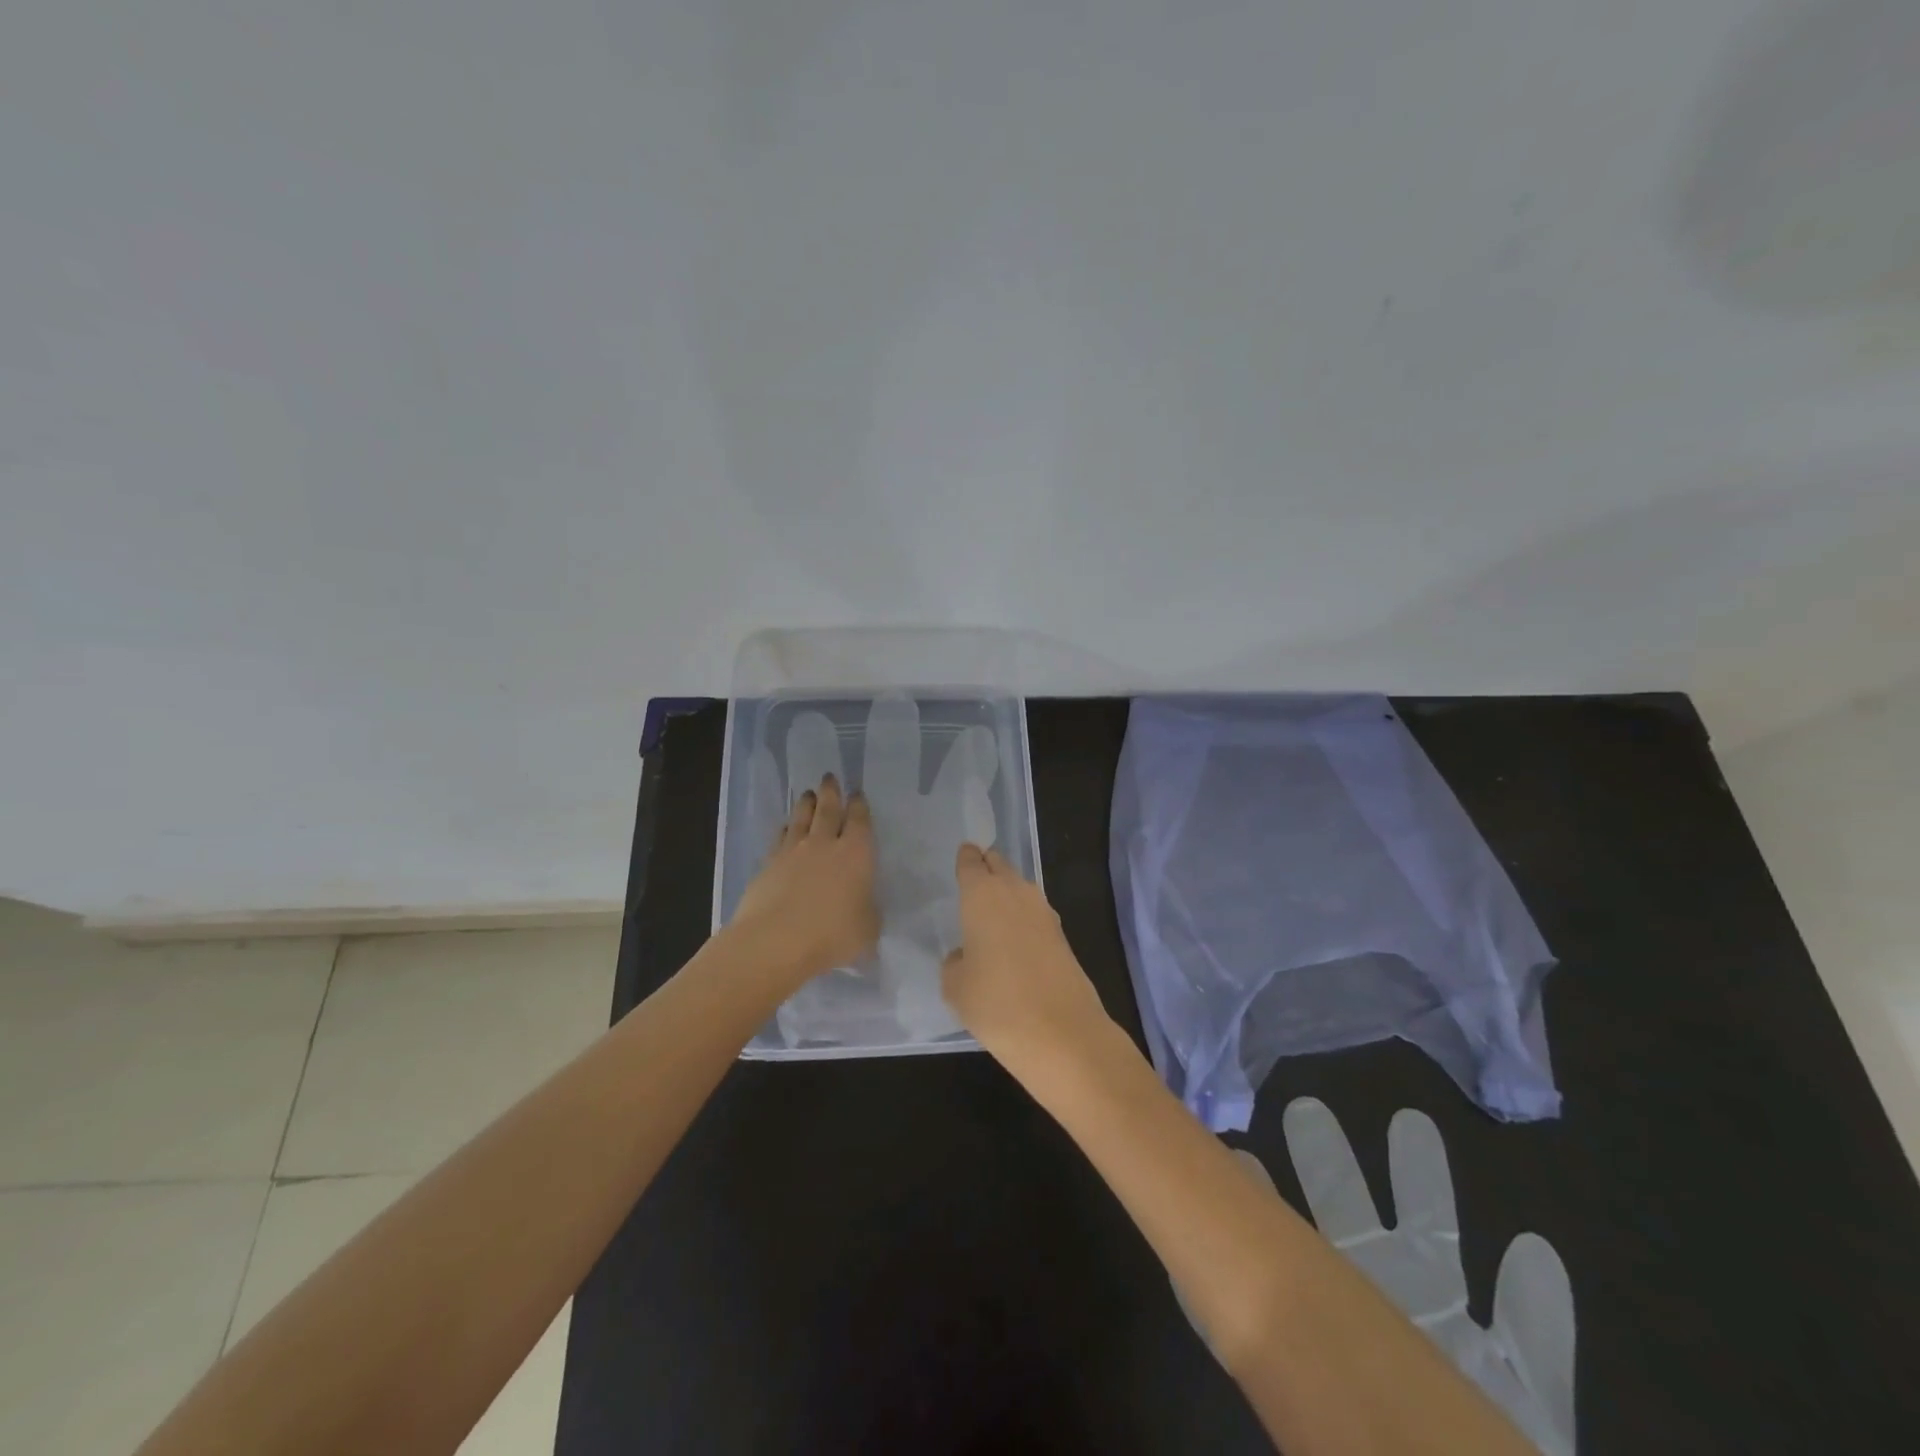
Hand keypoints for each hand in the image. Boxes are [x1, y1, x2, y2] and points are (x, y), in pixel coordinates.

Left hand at [732, 775, 879, 987]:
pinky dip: (785, 828)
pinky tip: (785, 827)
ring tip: (808, 793)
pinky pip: (780, 837)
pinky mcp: (768, 864)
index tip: (857, 793)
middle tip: (829, 777)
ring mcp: (793, 851)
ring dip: (806, 804)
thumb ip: (868, 912)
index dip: (859, 805)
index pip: (860, 821)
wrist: (775, 941)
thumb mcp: (867, 930)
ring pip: (801, 818)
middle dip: (831, 792)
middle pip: (828, 810)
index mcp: (857, 854)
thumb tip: (863, 906)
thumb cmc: (832, 935)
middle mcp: (825, 844)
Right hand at [941, 844, 1111, 1077]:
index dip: (965, 859)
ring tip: (991, 915)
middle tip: (973, 882)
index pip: (970, 861)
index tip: (961, 860)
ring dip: (1006, 894)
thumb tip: (968, 955)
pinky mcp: (1062, 934)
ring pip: (1019, 888)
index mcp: (981, 894)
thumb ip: (955, 961)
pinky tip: (1014, 942)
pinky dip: (1023, 919)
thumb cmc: (995, 1003)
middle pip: (999, 865)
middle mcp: (1014, 891)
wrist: (1060, 1032)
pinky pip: (1034, 913)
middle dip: (987, 868)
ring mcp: (1043, 911)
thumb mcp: (955, 986)